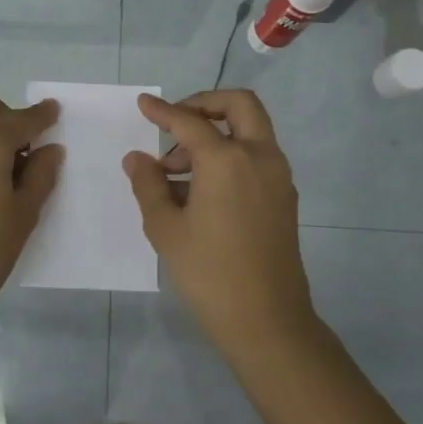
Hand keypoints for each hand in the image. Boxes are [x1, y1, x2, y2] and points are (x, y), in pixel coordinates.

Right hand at [122, 90, 316, 350]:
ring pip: (250, 131)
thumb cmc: (209, 272)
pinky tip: (200, 190)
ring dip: (216, 134)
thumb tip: (138, 158)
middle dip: (204, 104)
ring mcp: (278, 177)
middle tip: (175, 125)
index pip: (190, 122)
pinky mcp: (284, 197)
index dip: (162, 111)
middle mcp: (259, 157)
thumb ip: (148, 185)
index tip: (143, 103)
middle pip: (239, 105)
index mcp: (227, 160)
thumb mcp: (166, 228)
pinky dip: (230, 156)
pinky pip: (256, 157)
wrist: (266, 320)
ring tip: (175, 173)